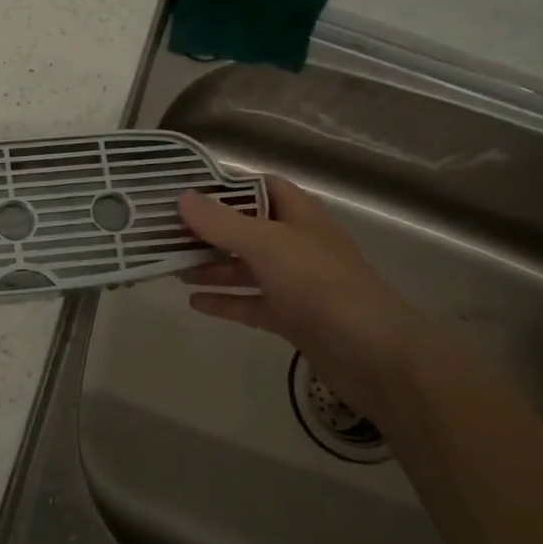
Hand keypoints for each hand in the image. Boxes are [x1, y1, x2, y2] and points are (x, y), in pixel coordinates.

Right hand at [176, 177, 453, 427]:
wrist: (376, 356)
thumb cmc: (321, 286)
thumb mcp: (267, 245)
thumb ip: (222, 223)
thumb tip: (182, 197)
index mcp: (299, 216)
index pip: (259, 187)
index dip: (224, 187)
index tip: (184, 193)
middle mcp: (297, 244)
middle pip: (246, 229)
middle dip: (208, 231)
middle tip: (165, 233)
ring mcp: (296, 283)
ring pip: (246, 267)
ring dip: (211, 266)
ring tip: (170, 267)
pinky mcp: (293, 318)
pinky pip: (251, 303)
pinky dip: (225, 300)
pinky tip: (193, 302)